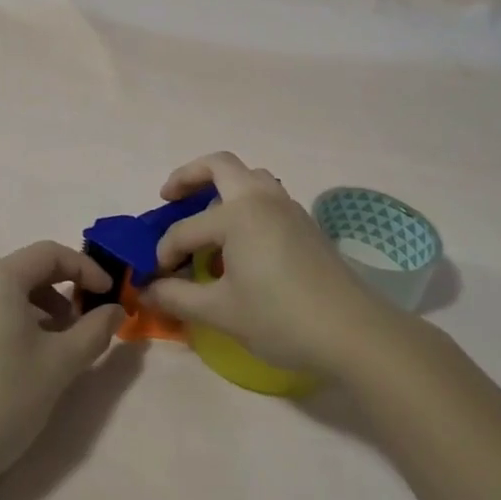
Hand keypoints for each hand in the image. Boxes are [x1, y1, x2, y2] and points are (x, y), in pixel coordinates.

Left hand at [0, 242, 122, 497]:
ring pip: (3, 291)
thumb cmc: (4, 399)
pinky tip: (18, 358)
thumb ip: (94, 330)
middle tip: (84, 323)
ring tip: (55, 344)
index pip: (50, 254)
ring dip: (37, 307)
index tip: (109, 295)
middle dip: (62, 290)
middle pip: (25, 270)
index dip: (86, 268)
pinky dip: (9, 320)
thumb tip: (115, 310)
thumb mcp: (60, 364)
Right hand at [140, 152, 392, 375]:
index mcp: (237, 214)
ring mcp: (288, 207)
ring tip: (205, 216)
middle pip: (219, 166)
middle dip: (187, 177)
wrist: (354, 333)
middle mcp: (261, 198)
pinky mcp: (305, 224)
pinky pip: (266, 197)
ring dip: (221, 186)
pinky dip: (244, 204)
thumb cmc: (281, 319)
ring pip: (249, 177)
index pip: (184, 229)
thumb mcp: (220, 312)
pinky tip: (239, 241)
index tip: (155, 279)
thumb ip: (177, 296)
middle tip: (168, 198)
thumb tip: (146, 291)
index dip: (164, 253)